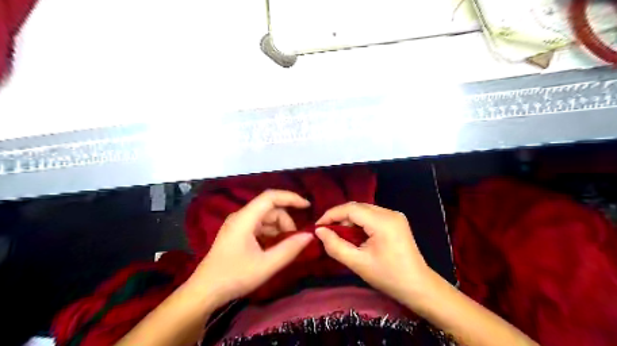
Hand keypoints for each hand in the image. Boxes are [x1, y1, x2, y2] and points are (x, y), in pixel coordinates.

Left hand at [186, 190, 313, 305]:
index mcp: (245, 218)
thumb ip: (290, 249)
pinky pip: (259, 226)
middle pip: (270, 209)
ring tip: (284, 248)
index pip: (271, 197)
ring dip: (279, 229)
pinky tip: (273, 249)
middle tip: (294, 241)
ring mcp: (237, 225)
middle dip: (286, 222)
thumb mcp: (266, 265)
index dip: (291, 198)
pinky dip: (271, 234)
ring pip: (266, 218)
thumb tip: (309, 235)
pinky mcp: (237, 233)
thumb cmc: (234, 277)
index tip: (308, 206)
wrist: (204, 292)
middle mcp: (240, 216)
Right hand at [315, 203, 430, 304]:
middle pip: (357, 207)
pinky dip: (359, 222)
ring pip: (364, 210)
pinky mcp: (396, 220)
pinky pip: (372, 215)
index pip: (351, 209)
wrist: (418, 286)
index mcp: (383, 222)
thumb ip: (335, 246)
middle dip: (339, 217)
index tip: (317, 226)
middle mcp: (390, 212)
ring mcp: (395, 215)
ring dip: (349, 219)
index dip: (331, 214)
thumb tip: (319, 231)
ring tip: (337, 233)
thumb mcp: (358, 263)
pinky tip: (353, 234)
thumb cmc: (388, 277)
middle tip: (325, 231)